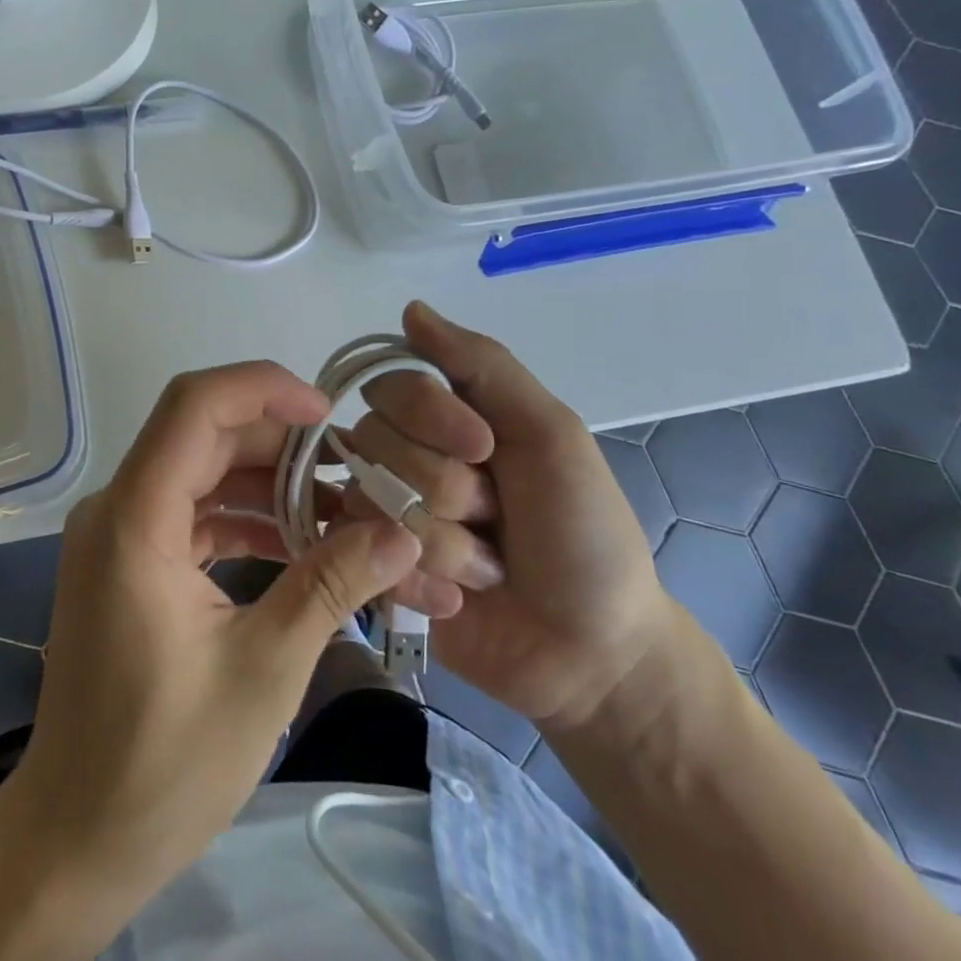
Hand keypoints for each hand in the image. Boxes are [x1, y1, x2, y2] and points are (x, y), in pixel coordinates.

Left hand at [1, 363, 424, 928]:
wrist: (78, 837)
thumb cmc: (164, 762)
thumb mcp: (263, 669)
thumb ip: (330, 586)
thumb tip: (402, 534)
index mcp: (135, 518)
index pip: (194, 405)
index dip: (263, 388)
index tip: (329, 412)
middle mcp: (119, 507)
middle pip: (206, 436)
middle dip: (285, 446)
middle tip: (358, 474)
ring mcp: (122, 533)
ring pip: (205, 472)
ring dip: (272, 486)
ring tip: (346, 513)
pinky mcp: (133, 561)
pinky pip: (195, 513)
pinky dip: (248, 520)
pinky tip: (302, 546)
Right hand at [352, 303, 673, 730]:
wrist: (595, 652)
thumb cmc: (583, 532)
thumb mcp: (549, 433)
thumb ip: (482, 365)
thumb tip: (410, 309)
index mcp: (444, 418)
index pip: (390, 387)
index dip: (431, 417)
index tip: (486, 449)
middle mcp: (405, 457)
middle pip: (376, 443)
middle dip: (448, 489)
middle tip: (498, 519)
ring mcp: (386, 514)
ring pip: (372, 501)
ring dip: (445, 543)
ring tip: (487, 568)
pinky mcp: (375, 570)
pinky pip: (365, 556)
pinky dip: (422, 580)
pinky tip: (460, 599)